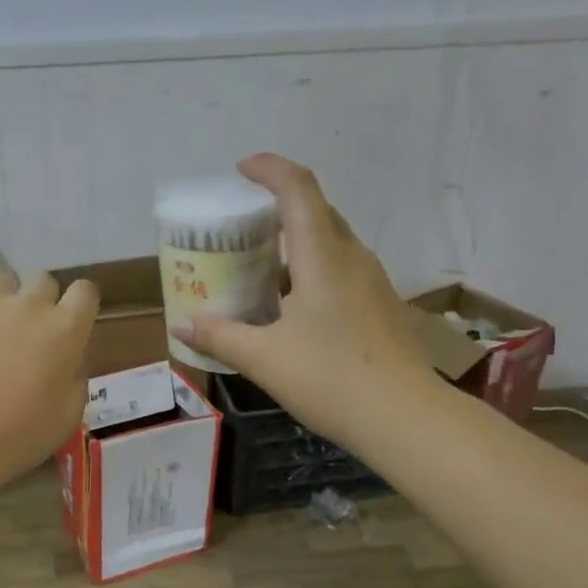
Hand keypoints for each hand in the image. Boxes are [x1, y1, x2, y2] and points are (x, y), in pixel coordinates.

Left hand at [0, 271, 100, 487]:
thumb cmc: (16, 435)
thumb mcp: (67, 417)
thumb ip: (75, 379)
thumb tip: (69, 362)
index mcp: (65, 329)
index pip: (85, 292)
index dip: (79, 305)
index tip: (70, 324)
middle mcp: (28, 304)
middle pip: (43, 280)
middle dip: (39, 301)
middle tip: (27, 335)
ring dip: (0, 303)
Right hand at [172, 154, 438, 447]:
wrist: (406, 419)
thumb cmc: (332, 379)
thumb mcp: (264, 359)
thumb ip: (220, 336)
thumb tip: (181, 324)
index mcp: (323, 256)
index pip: (298, 189)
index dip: (270, 168)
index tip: (242, 169)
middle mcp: (351, 258)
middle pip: (316, 211)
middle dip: (278, 205)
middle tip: (241, 225)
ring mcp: (371, 282)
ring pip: (329, 242)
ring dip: (295, 241)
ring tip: (258, 266)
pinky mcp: (379, 306)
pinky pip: (339, 269)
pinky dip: (309, 270)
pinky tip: (289, 306)